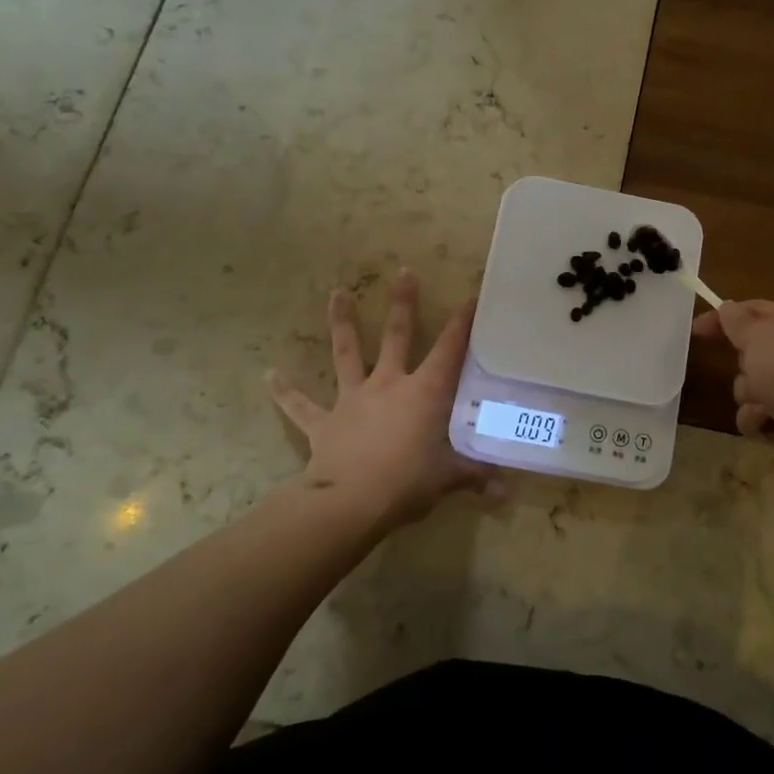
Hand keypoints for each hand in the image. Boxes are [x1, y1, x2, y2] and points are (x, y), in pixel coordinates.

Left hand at [267, 269, 500, 526]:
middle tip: (403, 272)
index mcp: (424, 393)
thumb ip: (475, 477)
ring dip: (343, 324)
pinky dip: (285, 392)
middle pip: (397, 336)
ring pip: (347, 354)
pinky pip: (301, 405)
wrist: (350, 502)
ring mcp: (353, 400)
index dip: (462, 324)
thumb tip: (506, 494)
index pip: (449, 350)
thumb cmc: (408, 482)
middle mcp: (388, 385)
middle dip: (402, 304)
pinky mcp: (324, 423)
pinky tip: (268, 375)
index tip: (470, 297)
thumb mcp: (449, 478)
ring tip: (338, 294)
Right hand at [692, 300, 773, 488]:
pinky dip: (757, 417)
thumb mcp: (759, 337)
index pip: (757, 309)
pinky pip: (756, 411)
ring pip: (749, 383)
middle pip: (752, 349)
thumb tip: (728, 307)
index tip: (696, 329)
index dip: (725, 316)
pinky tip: (770, 423)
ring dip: (749, 394)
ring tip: (764, 402)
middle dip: (743, 362)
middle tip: (751, 369)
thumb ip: (738, 320)